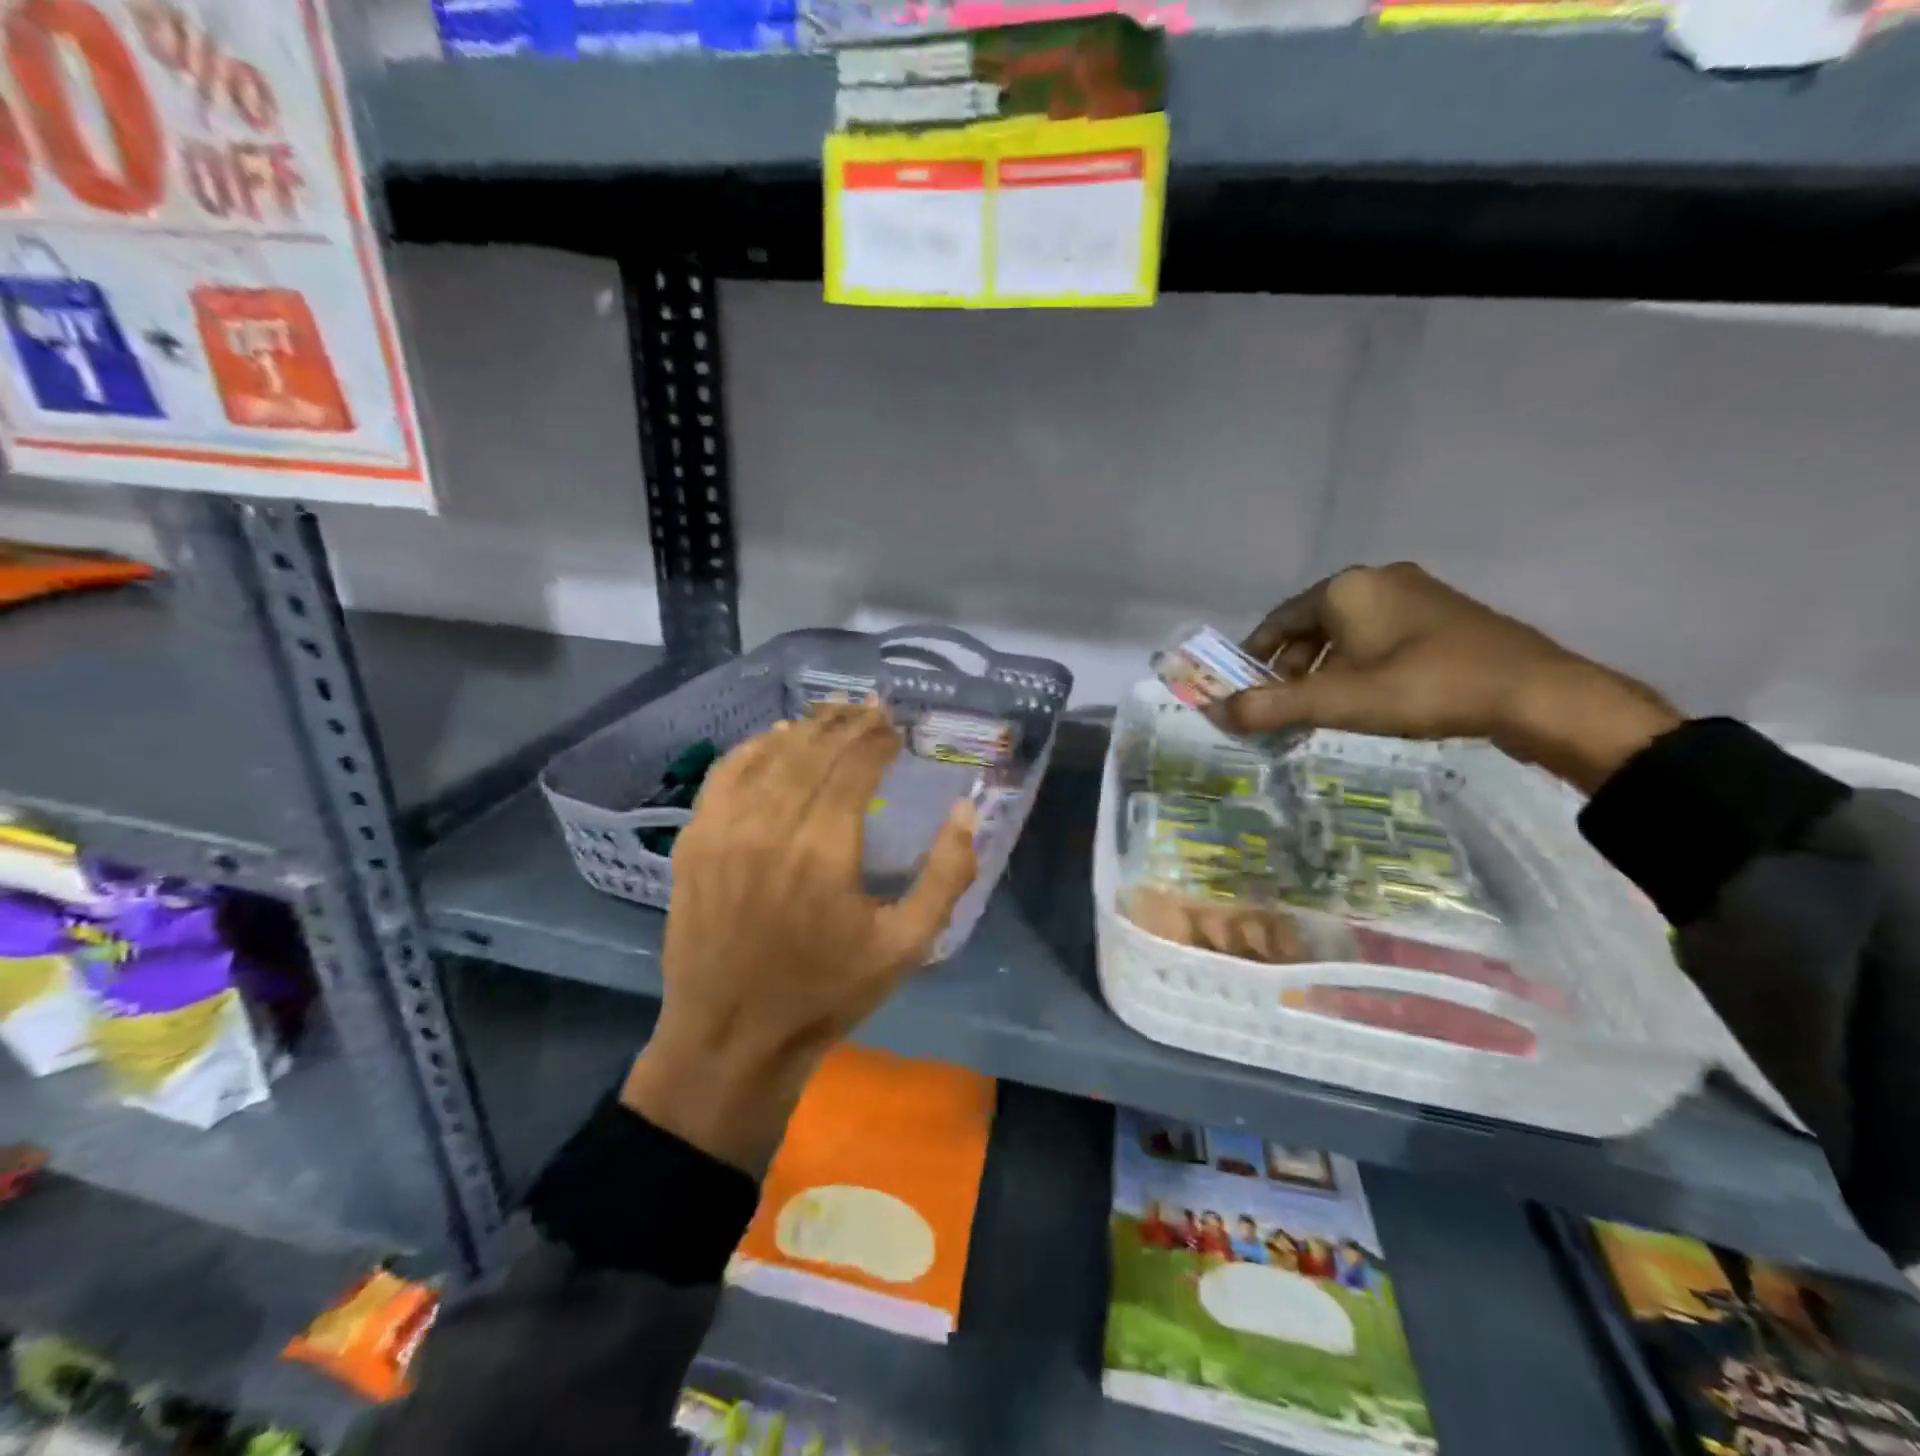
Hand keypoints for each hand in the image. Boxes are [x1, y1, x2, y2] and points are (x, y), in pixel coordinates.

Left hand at [621, 706, 977, 1173]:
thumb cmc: (826, 993)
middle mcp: (771, 826)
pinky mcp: (694, 841)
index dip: (880, 739)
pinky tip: (775, 737)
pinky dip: (754, 747)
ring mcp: (725, 830)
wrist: (733, 1038)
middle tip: (873, 709)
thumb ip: (946, 875)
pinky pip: (726, 774)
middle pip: (814, 751)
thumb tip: (966, 810)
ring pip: (770, 755)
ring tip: (834, 714)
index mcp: (825, 849)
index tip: (898, 727)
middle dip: (849, 724)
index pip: (856, 767)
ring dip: (807, 728)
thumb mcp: (906, 946)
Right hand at [1216, 562, 1680, 793]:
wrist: (1535, 692)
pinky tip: (1369, 694)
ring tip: (1322, 705)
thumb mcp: (1337, 701)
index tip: (1243, 687)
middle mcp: (1377, 579)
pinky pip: (1382, 634)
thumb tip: (1216, 712)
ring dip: (1325, 666)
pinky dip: (1360, 662)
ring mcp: (1417, 593)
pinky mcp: (1445, 615)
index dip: (1255, 655)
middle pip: (1312, 623)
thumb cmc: (1424, 687)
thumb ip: (1271, 706)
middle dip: (1291, 665)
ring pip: (1348, 630)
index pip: (1278, 620)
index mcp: (1345, 588)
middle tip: (1283, 704)